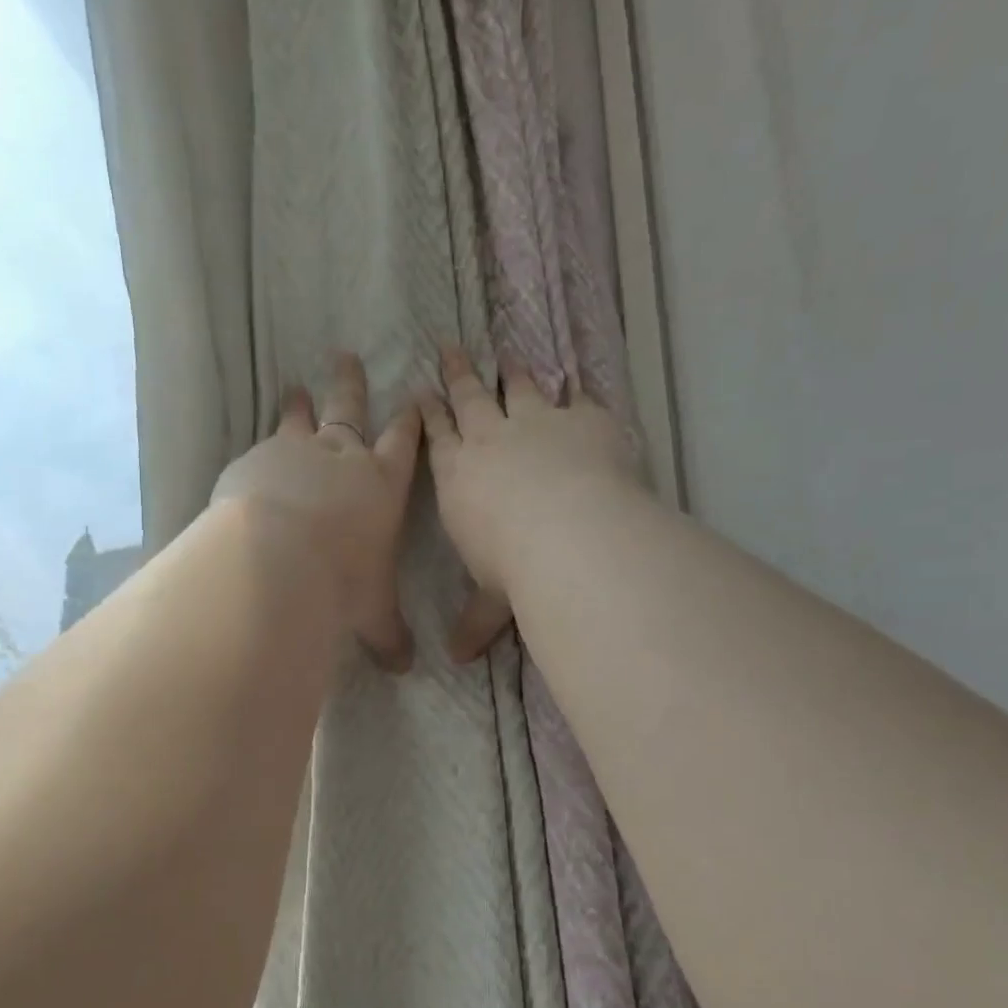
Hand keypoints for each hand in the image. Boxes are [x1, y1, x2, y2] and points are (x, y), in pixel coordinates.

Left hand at [212, 352, 421, 670]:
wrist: (279, 556)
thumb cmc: (342, 579)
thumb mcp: (372, 612)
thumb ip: (389, 635)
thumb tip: (405, 668)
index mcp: (382, 484)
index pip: (404, 444)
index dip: (410, 422)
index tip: (413, 400)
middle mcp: (342, 457)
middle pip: (350, 409)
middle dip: (351, 385)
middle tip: (346, 356)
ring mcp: (295, 452)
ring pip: (300, 418)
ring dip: (299, 404)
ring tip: (293, 387)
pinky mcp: (254, 461)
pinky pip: (260, 447)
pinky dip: (261, 447)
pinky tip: (252, 456)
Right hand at [417, 344, 640, 661]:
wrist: (570, 533)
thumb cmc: (512, 566)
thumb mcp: (490, 599)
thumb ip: (475, 622)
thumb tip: (457, 660)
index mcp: (458, 475)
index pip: (437, 435)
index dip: (429, 411)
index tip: (422, 389)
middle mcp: (491, 439)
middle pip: (469, 398)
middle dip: (457, 373)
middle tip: (449, 347)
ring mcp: (538, 423)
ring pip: (519, 388)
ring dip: (510, 372)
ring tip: (506, 357)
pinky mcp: (585, 420)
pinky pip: (578, 398)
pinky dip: (576, 390)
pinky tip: (577, 381)